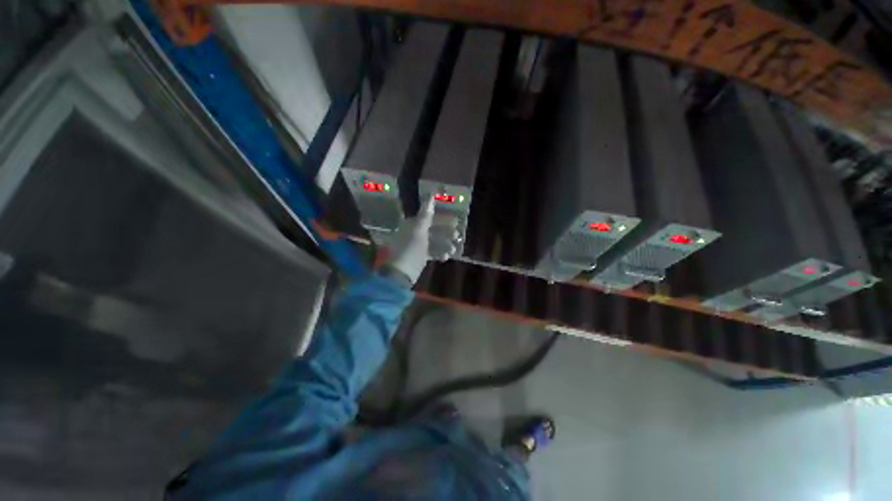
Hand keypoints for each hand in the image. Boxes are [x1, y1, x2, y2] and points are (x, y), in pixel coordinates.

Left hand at [386, 197, 460, 283]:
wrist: (401, 274)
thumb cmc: (410, 250)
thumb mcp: (419, 231)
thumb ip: (426, 214)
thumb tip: (430, 195)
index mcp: (412, 225)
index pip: (430, 218)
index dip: (443, 219)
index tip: (456, 221)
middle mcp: (414, 233)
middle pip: (433, 229)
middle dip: (446, 233)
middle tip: (457, 236)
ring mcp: (416, 245)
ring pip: (434, 241)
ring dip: (444, 244)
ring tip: (453, 250)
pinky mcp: (419, 256)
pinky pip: (432, 251)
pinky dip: (439, 253)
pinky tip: (445, 257)